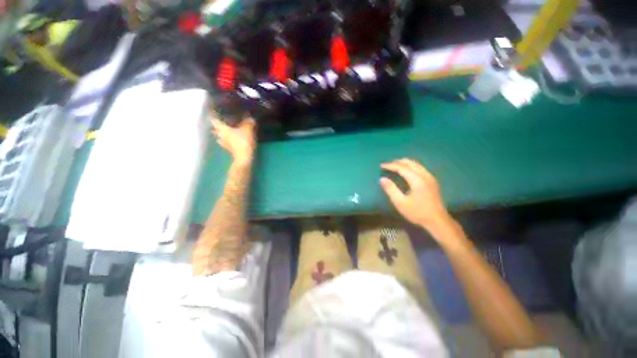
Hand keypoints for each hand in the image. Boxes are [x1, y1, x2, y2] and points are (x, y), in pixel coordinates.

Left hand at [211, 115, 256, 164]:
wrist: (244, 157)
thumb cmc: (243, 141)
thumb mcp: (248, 129)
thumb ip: (248, 123)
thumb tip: (250, 118)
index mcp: (223, 129)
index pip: (214, 120)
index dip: (213, 115)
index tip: (213, 112)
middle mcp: (221, 136)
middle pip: (216, 129)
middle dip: (217, 126)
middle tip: (221, 121)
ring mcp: (224, 144)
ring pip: (220, 137)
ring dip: (222, 134)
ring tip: (226, 131)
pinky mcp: (229, 150)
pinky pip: (226, 143)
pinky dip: (228, 141)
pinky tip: (232, 140)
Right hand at [380, 158, 453, 232]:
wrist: (438, 221)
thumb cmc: (417, 212)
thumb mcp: (400, 203)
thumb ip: (391, 189)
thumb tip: (382, 178)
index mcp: (417, 180)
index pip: (402, 167)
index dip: (390, 165)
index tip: (381, 165)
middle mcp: (425, 175)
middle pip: (410, 163)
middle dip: (397, 162)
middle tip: (387, 165)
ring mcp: (430, 177)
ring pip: (416, 164)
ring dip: (405, 163)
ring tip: (395, 166)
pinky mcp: (432, 181)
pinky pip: (420, 168)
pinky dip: (411, 166)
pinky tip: (407, 171)